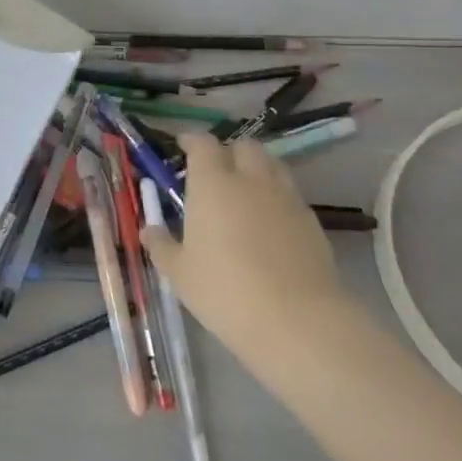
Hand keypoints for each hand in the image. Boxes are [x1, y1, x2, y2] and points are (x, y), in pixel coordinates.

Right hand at [141, 132, 349, 355]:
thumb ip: (162, 246)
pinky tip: (270, 224)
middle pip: (244, 146)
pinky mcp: (312, 221)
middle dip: (229, 152)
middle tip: (216, 172)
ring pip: (273, 166)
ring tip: (245, 193)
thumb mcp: (180, 273)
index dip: (192, 141)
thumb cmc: (225, 290)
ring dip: (257, 170)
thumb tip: (149, 231)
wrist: (297, 320)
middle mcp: (251, 180)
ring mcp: (286, 198)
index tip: (183, 146)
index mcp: (212, 183)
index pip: (203, 144)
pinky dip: (278, 198)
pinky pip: (291, 195)